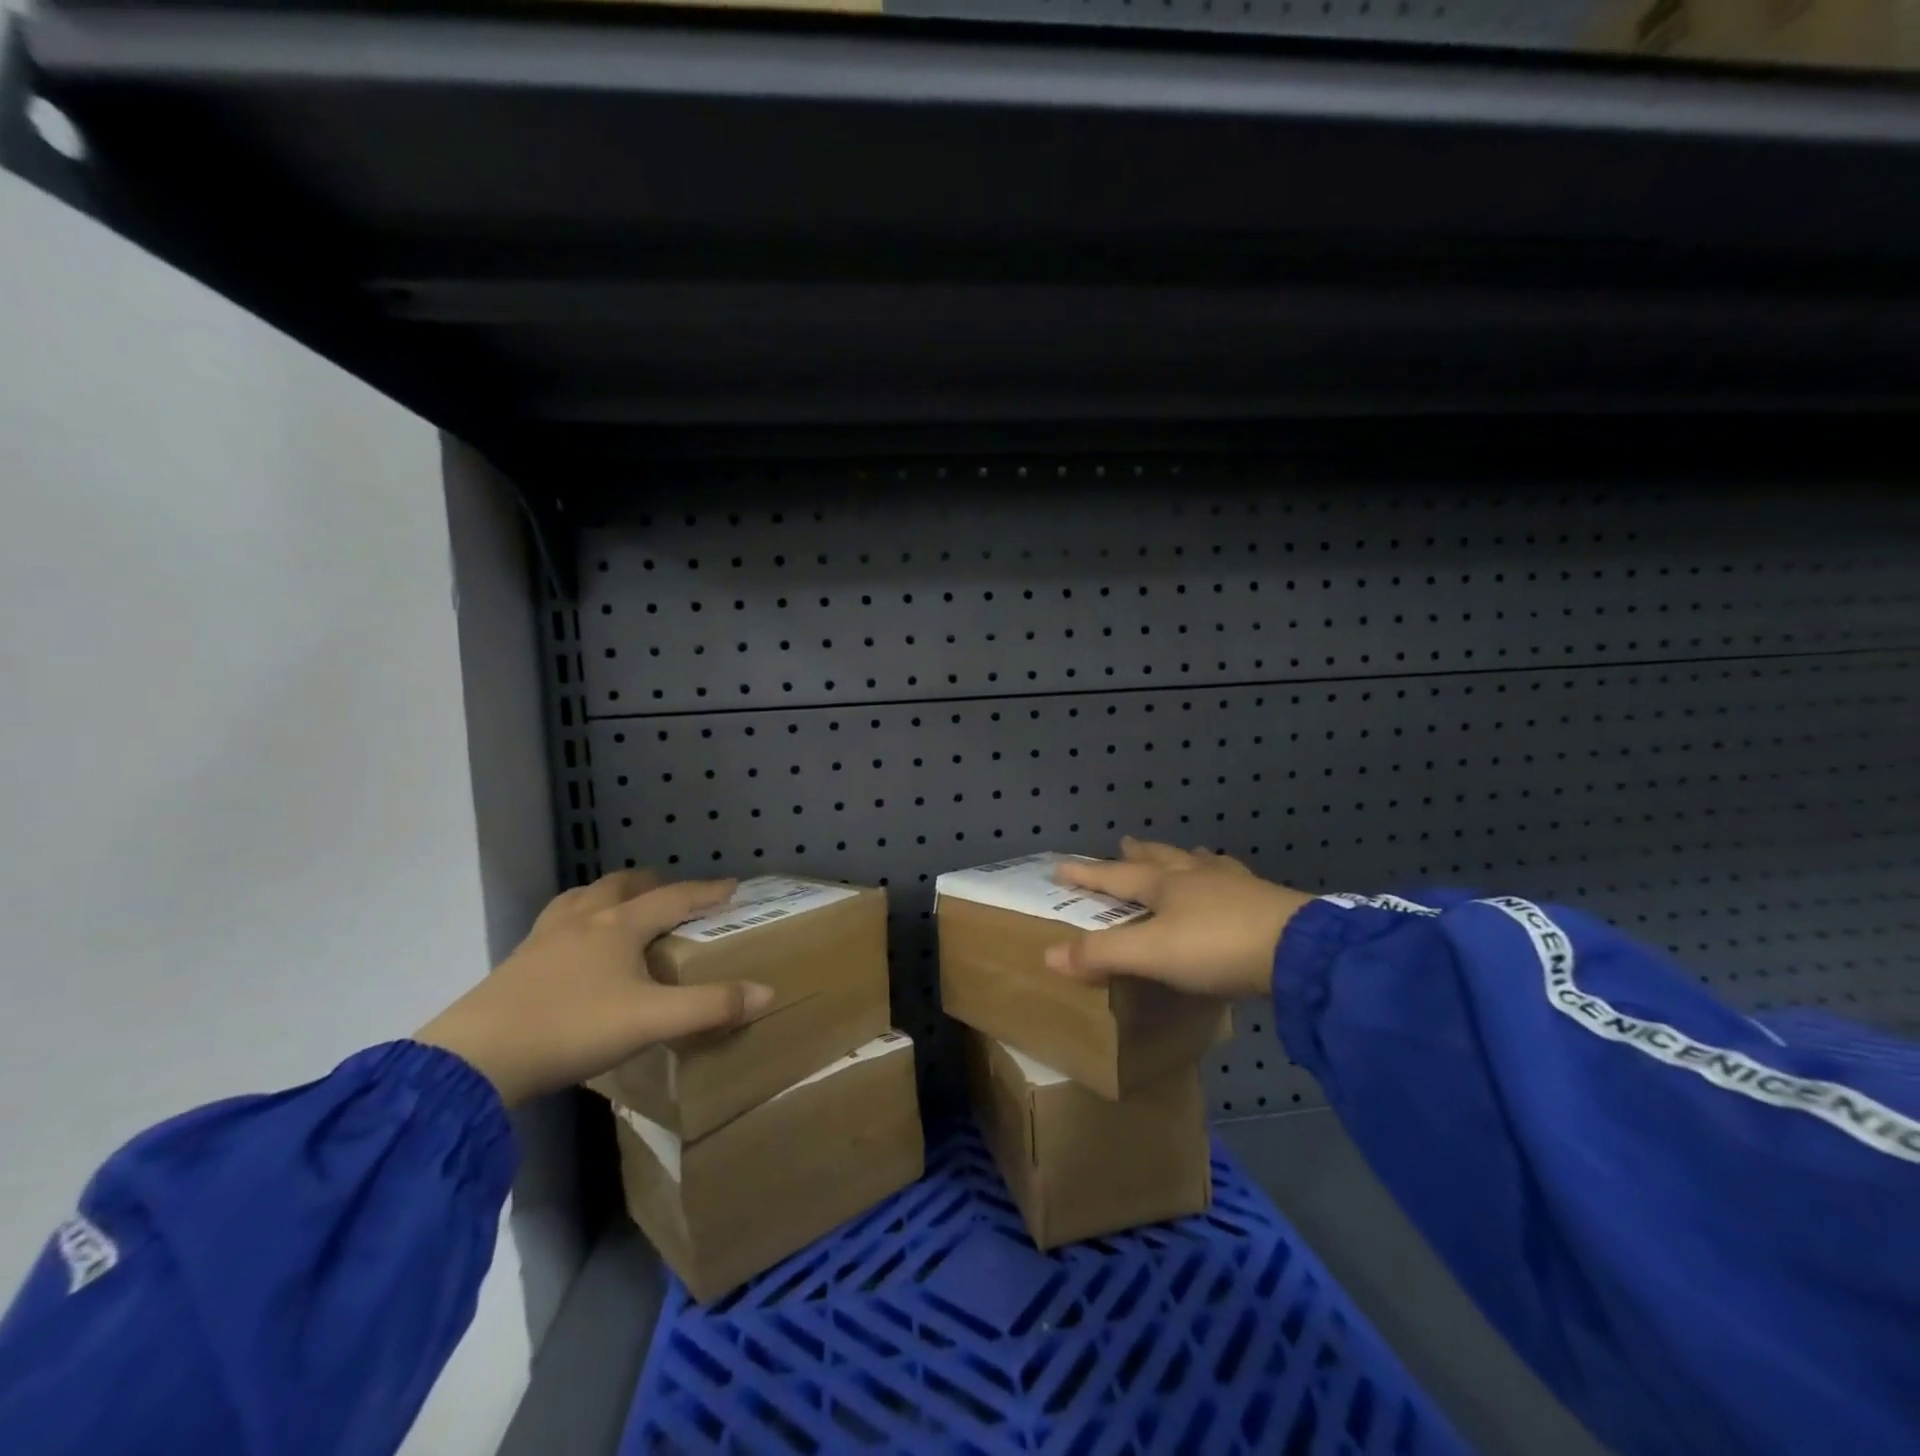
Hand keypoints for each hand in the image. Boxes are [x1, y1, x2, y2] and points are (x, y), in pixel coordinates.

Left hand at [414, 871, 772, 1107]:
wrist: (475, 1060)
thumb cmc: (572, 1029)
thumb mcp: (651, 1021)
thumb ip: (710, 1007)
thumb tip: (766, 992)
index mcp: (618, 926)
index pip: (673, 898)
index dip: (705, 892)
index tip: (732, 886)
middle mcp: (582, 920)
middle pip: (622, 885)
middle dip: (652, 884)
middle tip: (672, 894)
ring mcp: (543, 939)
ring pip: (582, 897)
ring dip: (608, 894)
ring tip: (620, 908)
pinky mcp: (516, 963)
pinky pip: (555, 924)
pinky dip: (576, 919)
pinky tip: (572, 947)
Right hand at [1044, 838, 1311, 999]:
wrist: (1299, 950)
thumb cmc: (1216, 946)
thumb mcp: (1151, 954)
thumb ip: (1101, 954)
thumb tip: (1048, 954)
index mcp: (1165, 885)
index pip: (1115, 876)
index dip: (1087, 874)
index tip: (1061, 865)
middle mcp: (1196, 876)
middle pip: (1159, 858)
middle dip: (1138, 853)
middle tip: (1124, 842)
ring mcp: (1234, 885)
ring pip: (1200, 863)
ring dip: (1184, 857)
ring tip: (1183, 852)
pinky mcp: (1266, 901)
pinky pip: (1235, 880)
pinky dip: (1224, 875)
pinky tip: (1234, 880)